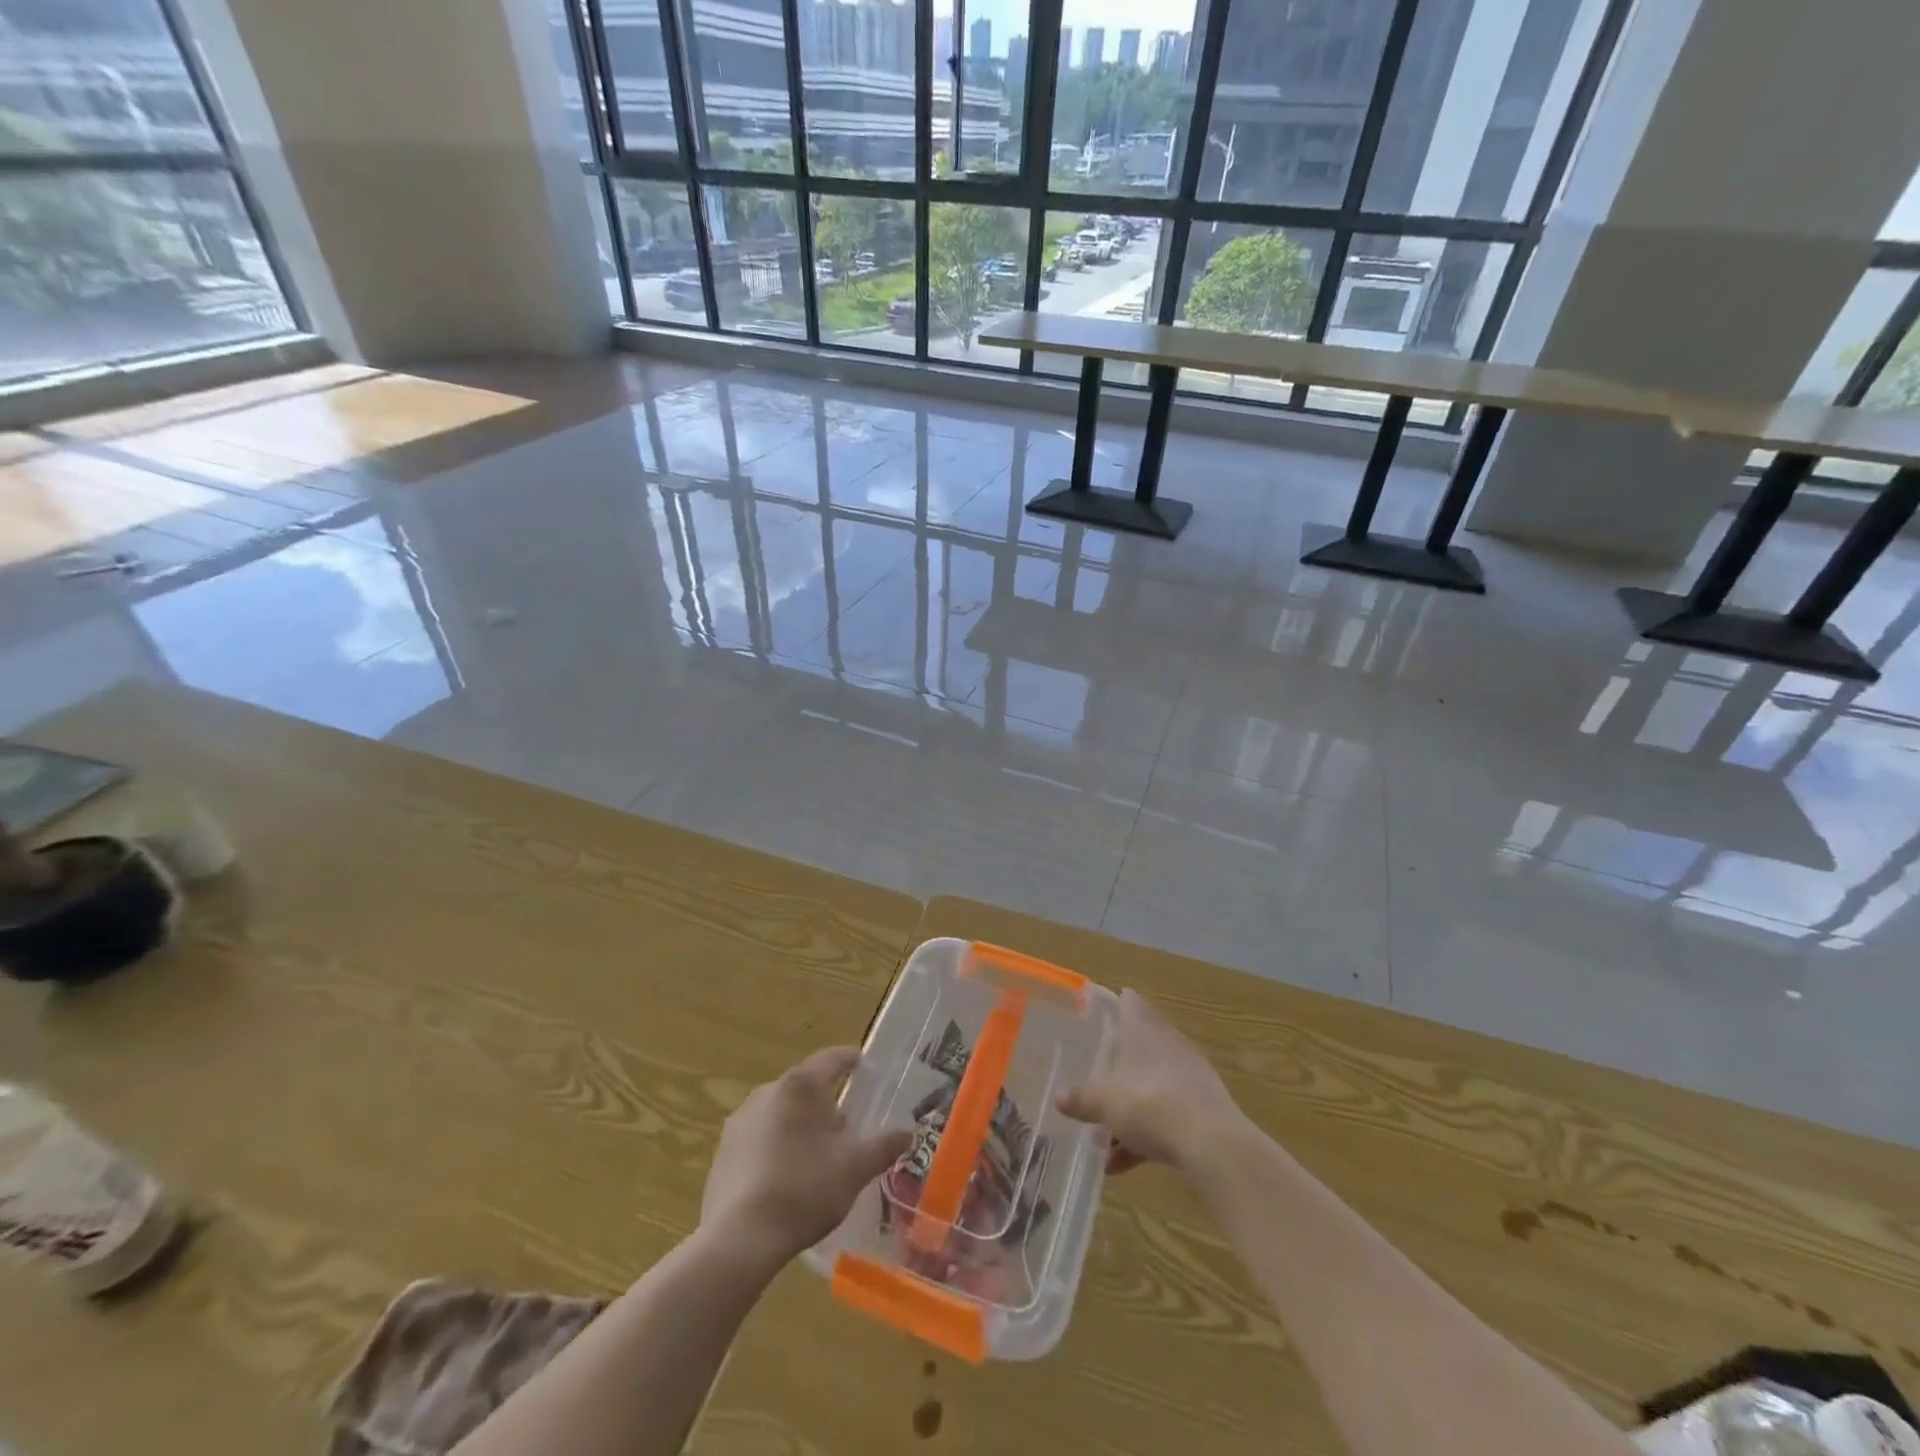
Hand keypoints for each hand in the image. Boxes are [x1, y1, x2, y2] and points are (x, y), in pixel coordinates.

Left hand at [701, 1046, 910, 1267]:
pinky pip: (758, 1137)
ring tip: (817, 1156)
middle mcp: (767, 1091)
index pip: (832, 1059)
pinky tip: (785, 1178)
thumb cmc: (805, 1189)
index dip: (851, 1060)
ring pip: (780, 1112)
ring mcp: (740, 1120)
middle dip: (826, 1103)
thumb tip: (907, 1131)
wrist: (740, 1238)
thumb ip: (884, 1145)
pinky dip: (776, 1146)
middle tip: (847, 1128)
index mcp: (801, 1086)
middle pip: (805, 1087)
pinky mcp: (723, 1151)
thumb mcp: (855, 1168)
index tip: (864, 1064)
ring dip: (799, 1125)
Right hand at [1056, 990, 1242, 1176]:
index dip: (1112, 1005)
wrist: (1213, 1145)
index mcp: (1144, 1030)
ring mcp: (1189, 1078)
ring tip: (1102, 1140)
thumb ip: (1081, 1098)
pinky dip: (1145, 1136)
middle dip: (1117, 1064)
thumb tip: (1059, 1097)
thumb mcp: (1105, 1102)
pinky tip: (1122, 1165)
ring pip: (1152, 1086)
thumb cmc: (1151, 1104)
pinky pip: (1166, 1117)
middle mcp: (1169, 1045)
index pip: (1128, 1003)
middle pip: (1140, 1046)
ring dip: (1128, 1109)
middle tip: (1093, 1076)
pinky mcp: (1203, 1110)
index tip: (1095, 1014)